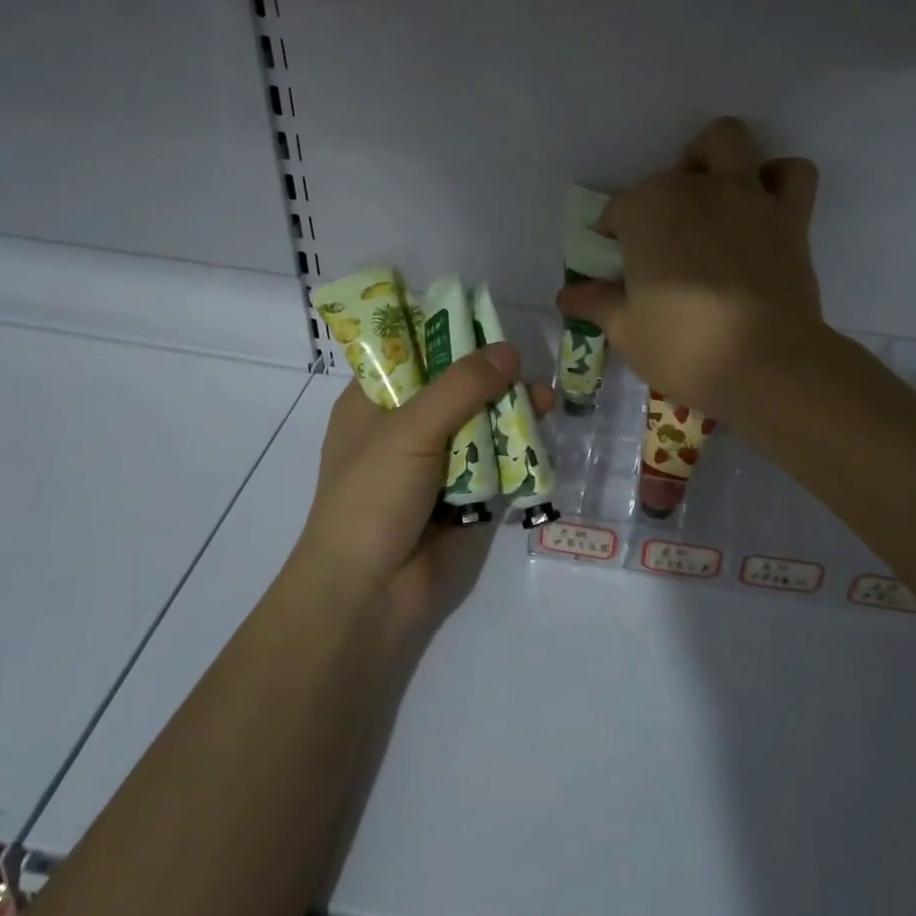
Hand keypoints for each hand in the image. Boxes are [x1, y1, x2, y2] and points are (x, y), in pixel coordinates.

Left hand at [292, 344, 554, 630]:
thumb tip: (509, 350)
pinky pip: (493, 464)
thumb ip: (460, 387)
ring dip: (511, 416)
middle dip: (493, 380)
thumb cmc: (372, 497)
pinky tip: (541, 445)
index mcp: (374, 402)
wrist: (368, 593)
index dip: (449, 335)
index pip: (411, 352)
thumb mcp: (410, 429)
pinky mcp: (461, 497)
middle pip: (455, 389)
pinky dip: (515, 454)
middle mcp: (404, 427)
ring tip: (547, 407)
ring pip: (479, 425)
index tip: (491, 322)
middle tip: (530, 374)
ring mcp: (433, 464)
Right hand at [557, 117, 822, 419]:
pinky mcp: (790, 216)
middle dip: (660, 200)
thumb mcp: (626, 331)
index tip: (618, 269)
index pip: (617, 212)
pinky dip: (778, 180)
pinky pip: (792, 174)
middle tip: (663, 243)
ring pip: (728, 140)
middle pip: (668, 175)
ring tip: (709, 197)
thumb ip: (596, 304)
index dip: (614, 239)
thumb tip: (566, 296)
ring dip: (714, 159)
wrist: (766, 364)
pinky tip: (763, 206)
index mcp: (646, 211)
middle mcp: (694, 188)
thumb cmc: (683, 347)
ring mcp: (746, 196)